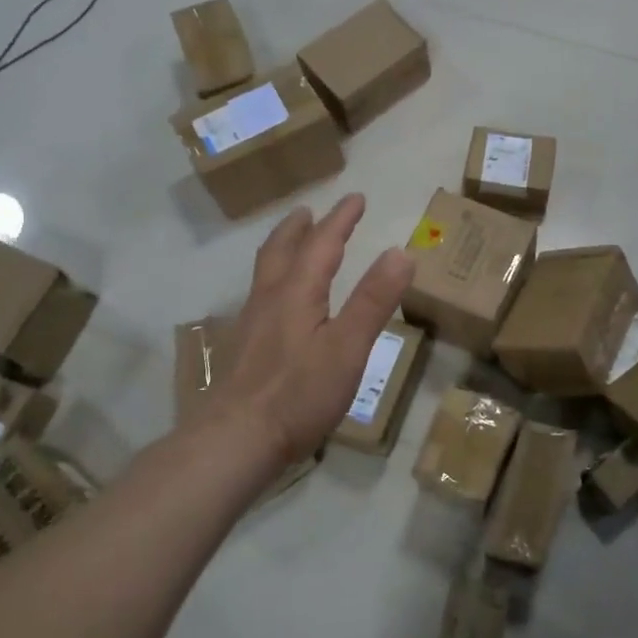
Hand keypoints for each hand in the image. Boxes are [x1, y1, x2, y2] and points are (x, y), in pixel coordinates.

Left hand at [206, 194, 414, 471]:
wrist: (236, 439)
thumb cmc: (299, 394)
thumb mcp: (348, 347)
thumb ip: (374, 300)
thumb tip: (401, 251)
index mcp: (297, 292)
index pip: (322, 244)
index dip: (341, 220)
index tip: (356, 198)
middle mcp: (270, 299)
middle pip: (282, 250)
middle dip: (301, 228)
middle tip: (311, 212)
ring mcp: (252, 324)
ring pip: (266, 272)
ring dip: (282, 248)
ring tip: (292, 243)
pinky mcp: (244, 348)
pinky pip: (260, 295)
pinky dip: (274, 278)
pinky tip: (277, 301)